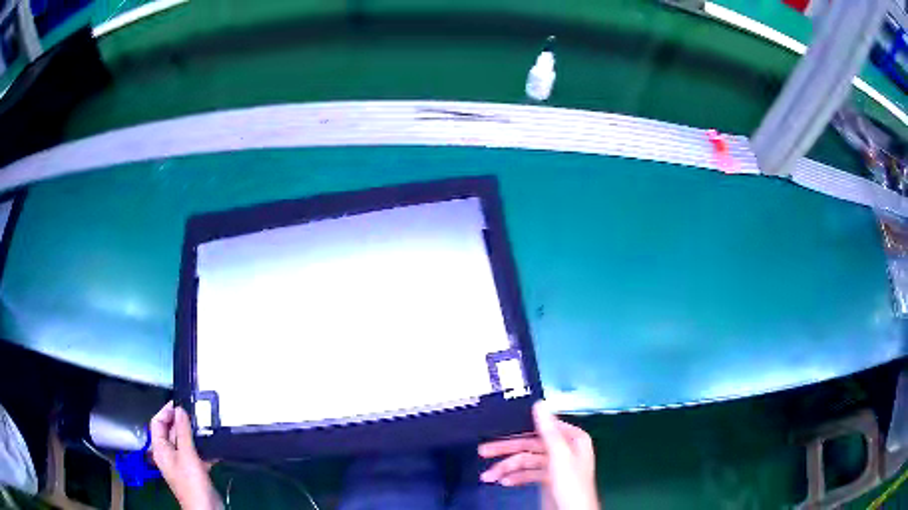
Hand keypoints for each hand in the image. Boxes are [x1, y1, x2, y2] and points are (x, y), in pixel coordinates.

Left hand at [150, 401, 220, 509]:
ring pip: (184, 442)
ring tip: (206, 426)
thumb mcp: (187, 455)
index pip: (157, 423)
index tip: (180, 404)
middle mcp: (168, 454)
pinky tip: (214, 447)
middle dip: (182, 422)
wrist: (206, 508)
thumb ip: (183, 432)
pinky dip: (203, 449)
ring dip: (194, 435)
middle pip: (171, 431)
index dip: (166, 411)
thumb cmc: (191, 482)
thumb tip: (180, 410)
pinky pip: (195, 454)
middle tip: (196, 413)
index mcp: (160, 449)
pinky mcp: (194, 470)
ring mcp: (181, 462)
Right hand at [478, 401, 598, 509]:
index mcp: (572, 438)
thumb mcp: (559, 456)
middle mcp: (565, 449)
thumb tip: (540, 404)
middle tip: (483, 451)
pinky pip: (529, 473)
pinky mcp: (548, 479)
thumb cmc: (571, 484)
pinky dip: (516, 477)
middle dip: (507, 450)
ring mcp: (556, 465)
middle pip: (531, 445)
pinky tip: (504, 482)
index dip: (520, 429)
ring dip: (507, 468)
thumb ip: (548, 431)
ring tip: (489, 476)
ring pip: (527, 461)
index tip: (498, 429)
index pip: (542, 427)